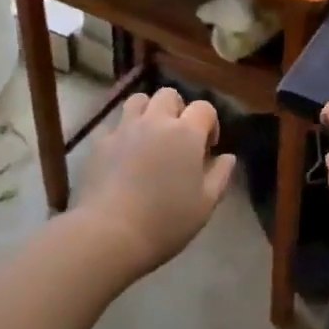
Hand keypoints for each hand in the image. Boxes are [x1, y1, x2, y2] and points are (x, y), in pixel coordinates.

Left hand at [77, 88, 235, 273]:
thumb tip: (228, 157)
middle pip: (169, 95)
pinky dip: (123, 133)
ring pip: (138, 100)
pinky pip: (115, 125)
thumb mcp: (205, 205)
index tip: (207, 148)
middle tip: (178, 138)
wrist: (109, 233)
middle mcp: (155, 121)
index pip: (204, 108)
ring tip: (150, 137)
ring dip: (148, 111)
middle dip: (178, 109)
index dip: (210, 123)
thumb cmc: (165, 221)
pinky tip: (124, 155)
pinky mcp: (100, 142)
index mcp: (186, 133)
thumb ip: (220, 175)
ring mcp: (124, 128)